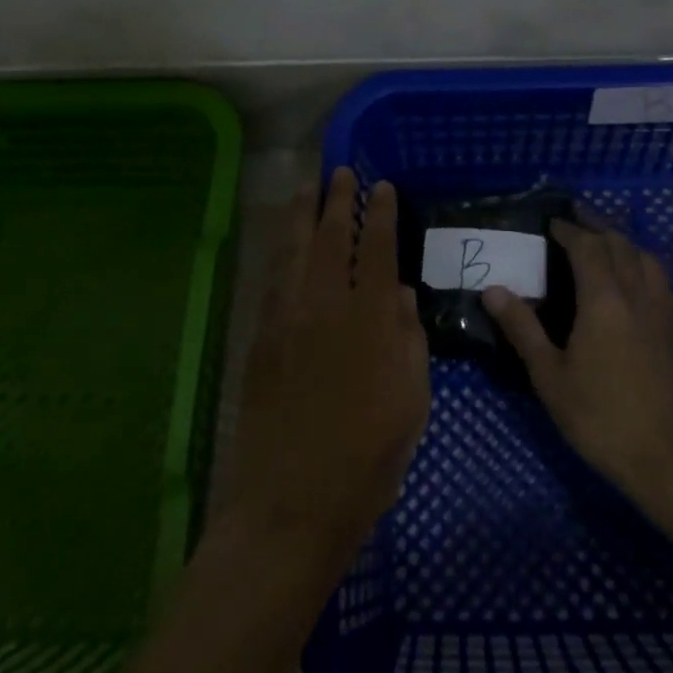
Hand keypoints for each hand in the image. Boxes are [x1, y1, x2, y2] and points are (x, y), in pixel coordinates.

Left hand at [216, 170, 430, 572]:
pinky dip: (279, 253)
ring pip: (293, 252)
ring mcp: (286, 320)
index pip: (377, 250)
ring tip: (305, 188)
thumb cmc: (368, 458)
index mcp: (371, 320)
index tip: (382, 187)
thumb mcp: (412, 402)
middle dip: (337, 201)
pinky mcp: (260, 339)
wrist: (292, 501)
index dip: (381, 214)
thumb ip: (409, 341)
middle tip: (340, 171)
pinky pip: (271, 281)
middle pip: (330, 239)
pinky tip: (282, 243)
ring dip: (300, 216)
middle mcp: (326, 307)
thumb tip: (403, 296)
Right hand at [483, 220, 672, 502]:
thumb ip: (522, 328)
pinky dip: (641, 260)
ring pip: (644, 256)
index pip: (587, 247)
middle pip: (619, 244)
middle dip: (596, 224)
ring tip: (602, 237)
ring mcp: (660, 311)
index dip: (569, 230)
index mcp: (603, 301)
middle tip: (574, 217)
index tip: (550, 222)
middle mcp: (636, 295)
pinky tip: (633, 274)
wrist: (667, 457)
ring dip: (621, 239)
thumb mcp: (549, 376)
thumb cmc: (599, 417)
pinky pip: (658, 277)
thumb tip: (493, 290)